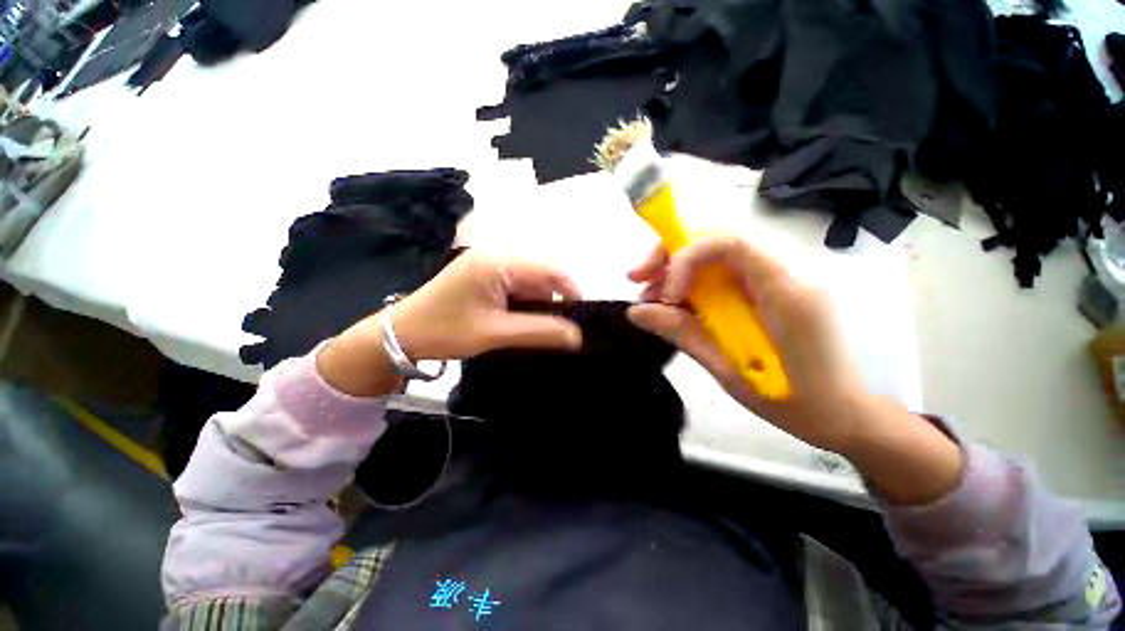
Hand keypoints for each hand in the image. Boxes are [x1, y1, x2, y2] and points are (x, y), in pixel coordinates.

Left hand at [391, 251, 582, 359]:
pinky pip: (516, 284)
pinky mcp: (484, 274)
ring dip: (539, 301)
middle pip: (541, 272)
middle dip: (554, 298)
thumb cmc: (446, 331)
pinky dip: (525, 301)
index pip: (548, 268)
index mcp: (498, 262)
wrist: (401, 334)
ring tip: (542, 326)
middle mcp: (496, 255)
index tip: (580, 315)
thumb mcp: (496, 333)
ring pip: (530, 280)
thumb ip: (539, 331)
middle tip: (561, 326)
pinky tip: (523, 319)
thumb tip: (577, 335)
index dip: (569, 289)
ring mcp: (488, 264)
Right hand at [626, 234, 869, 453]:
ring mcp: (781, 277)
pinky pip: (726, 272)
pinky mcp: (771, 288)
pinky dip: (694, 282)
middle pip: (717, 239)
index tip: (665, 295)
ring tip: (651, 298)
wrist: (845, 413)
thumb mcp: (728, 370)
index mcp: (785, 291)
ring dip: (678, 268)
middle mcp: (786, 271)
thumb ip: (682, 333)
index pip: (727, 242)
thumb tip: (636, 311)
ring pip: (717, 253)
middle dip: (670, 255)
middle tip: (638, 279)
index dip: (684, 258)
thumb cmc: (794, 402)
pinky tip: (676, 304)